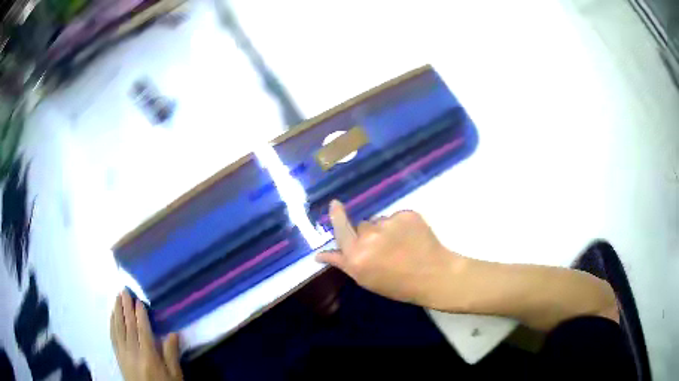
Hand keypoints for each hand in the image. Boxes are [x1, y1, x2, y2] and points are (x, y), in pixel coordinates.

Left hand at [110, 290, 182, 380]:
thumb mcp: (174, 376)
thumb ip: (171, 355)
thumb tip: (174, 333)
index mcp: (148, 356)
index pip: (142, 330)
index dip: (139, 314)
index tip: (138, 299)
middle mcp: (132, 351)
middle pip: (128, 325)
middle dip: (125, 307)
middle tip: (124, 290)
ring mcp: (123, 353)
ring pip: (118, 328)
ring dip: (117, 311)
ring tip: (116, 297)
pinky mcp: (118, 357)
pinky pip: (112, 337)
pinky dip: (111, 324)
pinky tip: (112, 316)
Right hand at [316, 200, 462, 307]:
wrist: (434, 275)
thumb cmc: (398, 285)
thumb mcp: (366, 279)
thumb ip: (342, 263)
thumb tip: (319, 254)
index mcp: (357, 255)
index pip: (340, 229)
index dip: (337, 215)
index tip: (335, 204)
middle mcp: (370, 236)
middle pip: (362, 225)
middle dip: (368, 234)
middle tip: (384, 249)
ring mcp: (389, 223)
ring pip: (380, 221)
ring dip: (386, 230)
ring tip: (401, 245)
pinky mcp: (407, 214)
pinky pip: (397, 217)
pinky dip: (402, 225)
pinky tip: (412, 238)